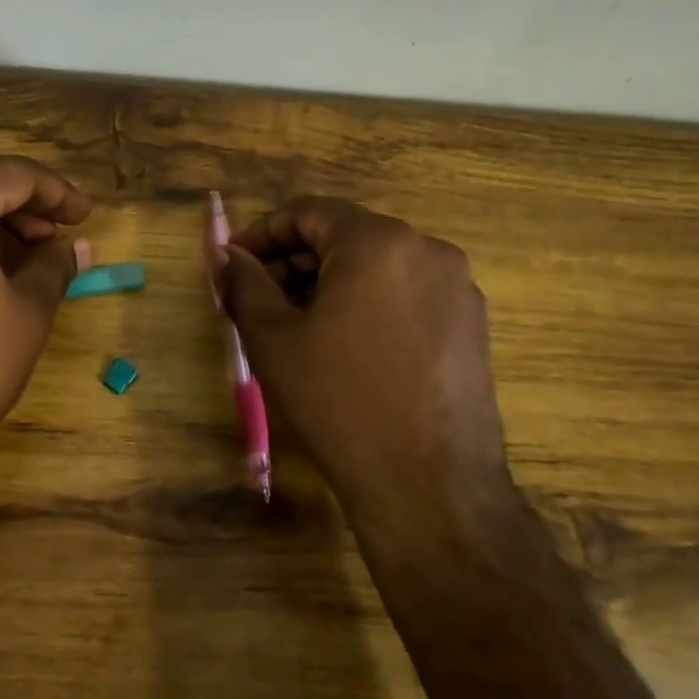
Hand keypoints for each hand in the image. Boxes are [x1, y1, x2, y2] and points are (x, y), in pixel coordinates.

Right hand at [220, 197, 508, 535]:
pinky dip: (367, 304)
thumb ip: (244, 283)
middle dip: (294, 262)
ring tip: (296, 327)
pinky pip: (406, 295)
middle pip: (345, 237)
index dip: (263, 234)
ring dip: (329, 284)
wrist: (429, 486)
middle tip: (257, 300)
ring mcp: (458, 288)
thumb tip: (227, 254)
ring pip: (377, 267)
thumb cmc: (338, 401)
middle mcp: (427, 250)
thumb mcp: (273, 339)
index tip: (234, 265)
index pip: (308, 212)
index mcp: (378, 242)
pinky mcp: (471, 326)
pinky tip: (345, 347)